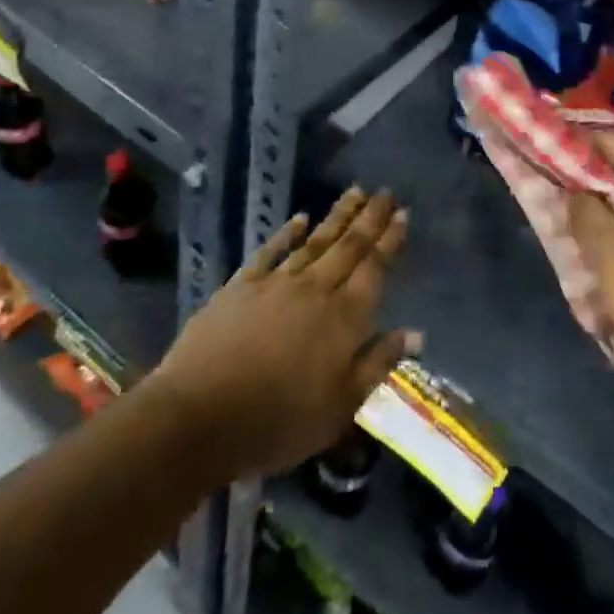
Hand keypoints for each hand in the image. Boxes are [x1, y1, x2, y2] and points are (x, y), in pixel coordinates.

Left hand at [156, 187, 414, 479]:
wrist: (199, 416)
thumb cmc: (278, 422)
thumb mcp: (340, 407)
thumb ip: (377, 364)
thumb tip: (415, 333)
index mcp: (343, 319)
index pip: (374, 270)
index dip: (390, 241)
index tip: (403, 214)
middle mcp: (315, 290)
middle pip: (349, 247)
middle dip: (370, 218)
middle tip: (386, 192)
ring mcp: (276, 284)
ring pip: (315, 241)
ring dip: (337, 216)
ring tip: (355, 191)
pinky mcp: (241, 286)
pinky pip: (270, 251)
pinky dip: (287, 233)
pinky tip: (299, 218)